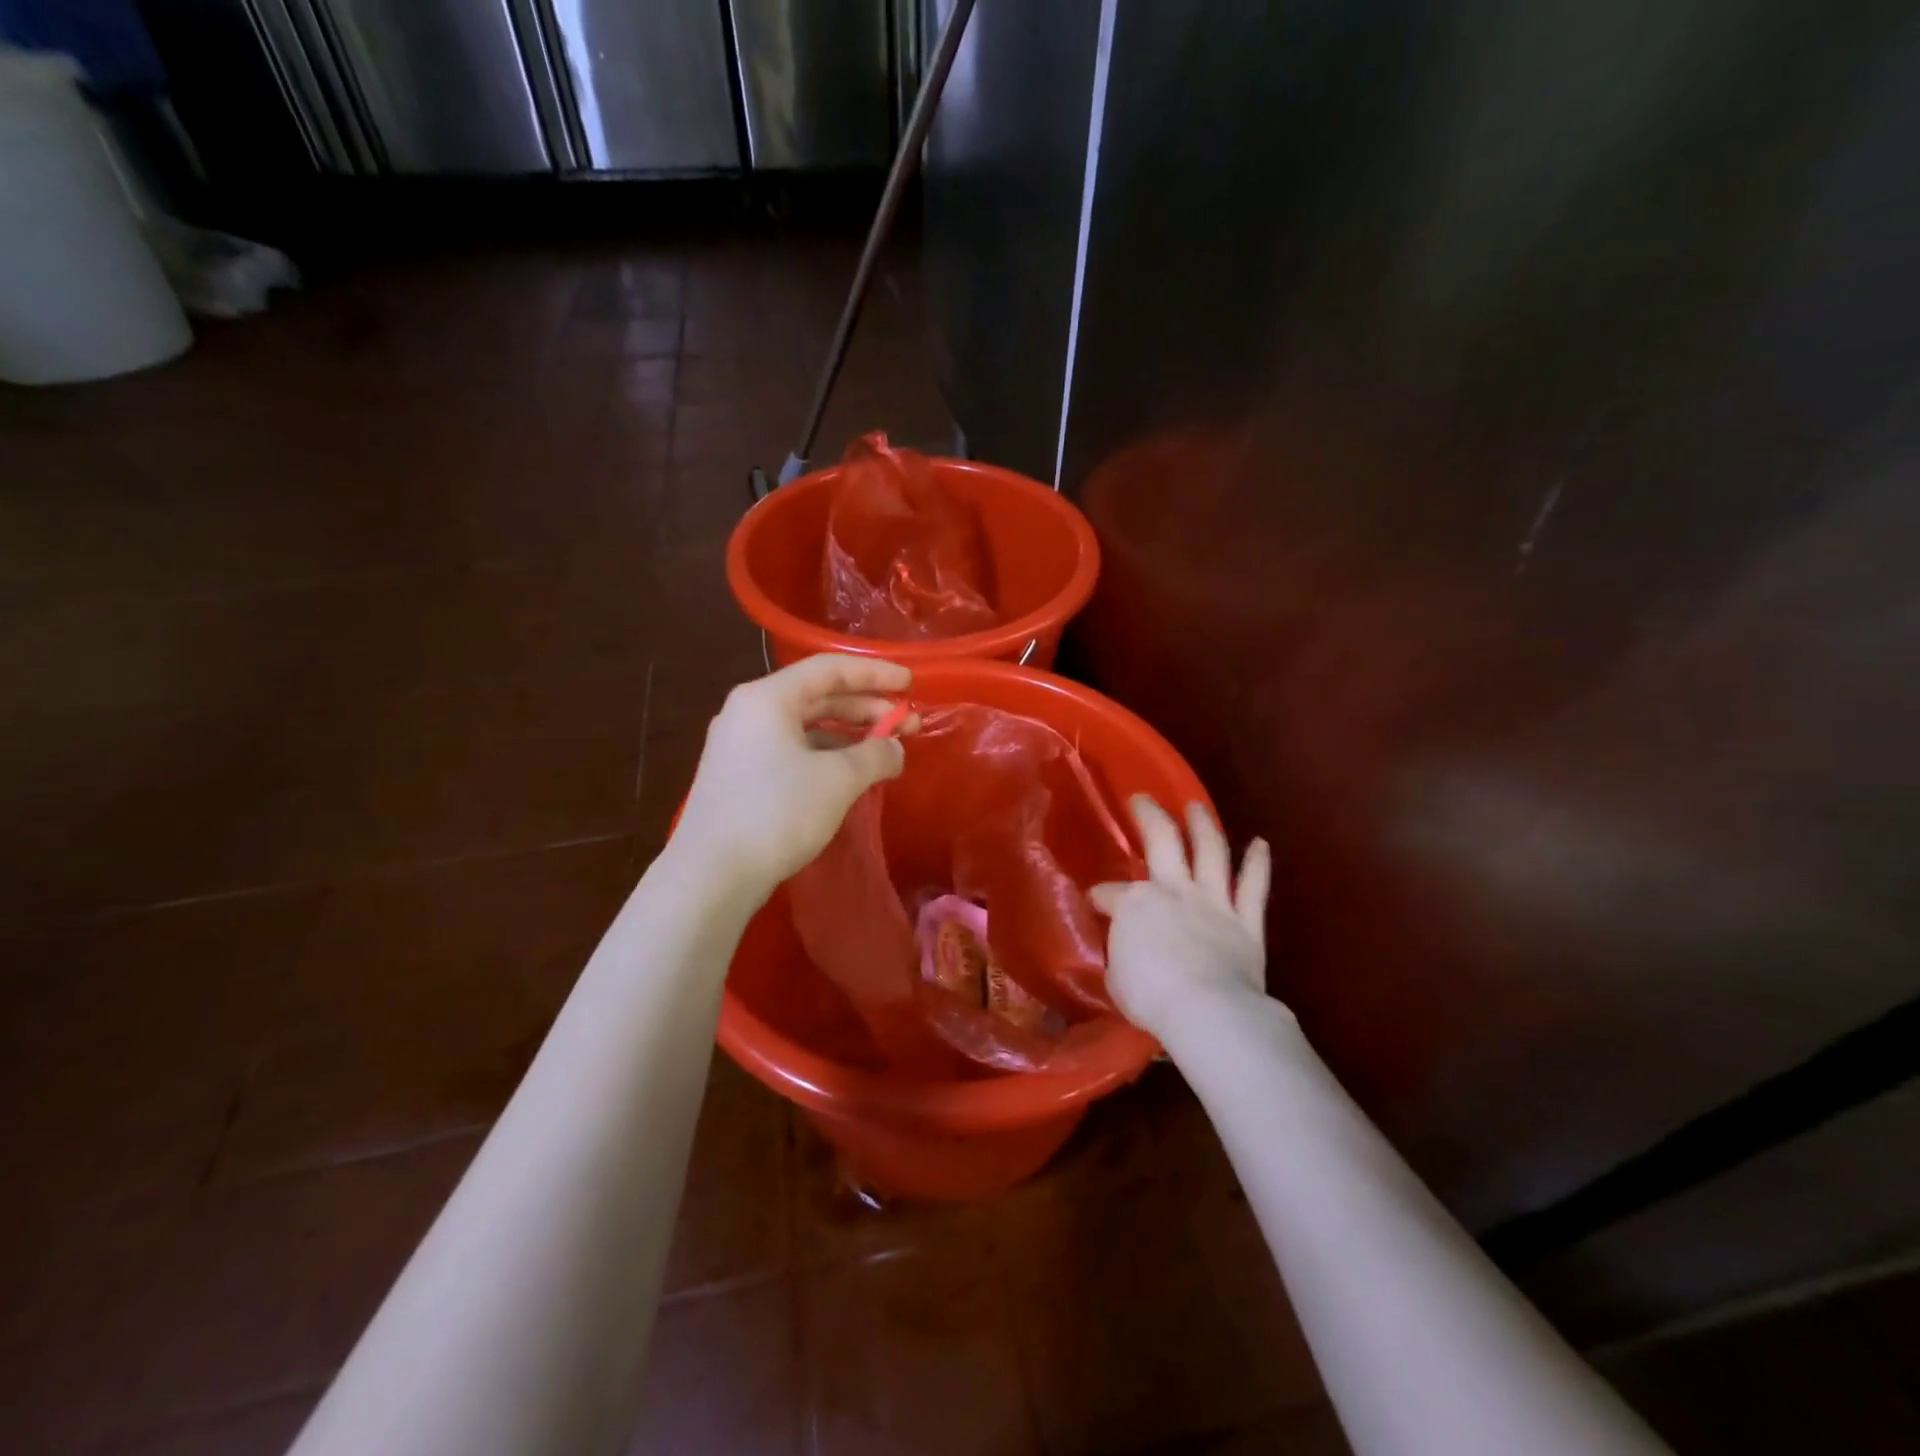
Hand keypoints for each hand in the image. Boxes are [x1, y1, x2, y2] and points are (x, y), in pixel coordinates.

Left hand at [675, 654, 913, 897]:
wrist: (712, 874)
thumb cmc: (777, 812)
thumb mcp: (838, 779)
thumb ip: (875, 755)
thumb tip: (895, 749)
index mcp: (768, 698)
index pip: (830, 669)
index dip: (875, 673)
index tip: (910, 684)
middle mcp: (750, 712)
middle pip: (818, 696)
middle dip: (867, 708)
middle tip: (908, 724)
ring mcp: (741, 746)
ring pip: (806, 727)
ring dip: (849, 734)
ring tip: (885, 751)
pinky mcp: (740, 777)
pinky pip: (792, 751)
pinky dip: (826, 756)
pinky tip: (851, 775)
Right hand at [1090, 797, 1271, 1040]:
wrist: (1207, 1011)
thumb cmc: (1151, 997)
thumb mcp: (1116, 977)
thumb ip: (1121, 953)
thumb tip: (1125, 948)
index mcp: (1134, 904)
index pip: (1109, 893)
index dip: (1100, 896)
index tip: (1096, 902)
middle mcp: (1174, 890)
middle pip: (1162, 840)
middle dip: (1149, 815)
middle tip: (1142, 799)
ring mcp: (1213, 902)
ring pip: (1210, 851)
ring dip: (1203, 825)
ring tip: (1197, 807)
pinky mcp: (1246, 921)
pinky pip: (1254, 887)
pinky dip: (1258, 863)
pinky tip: (1260, 843)